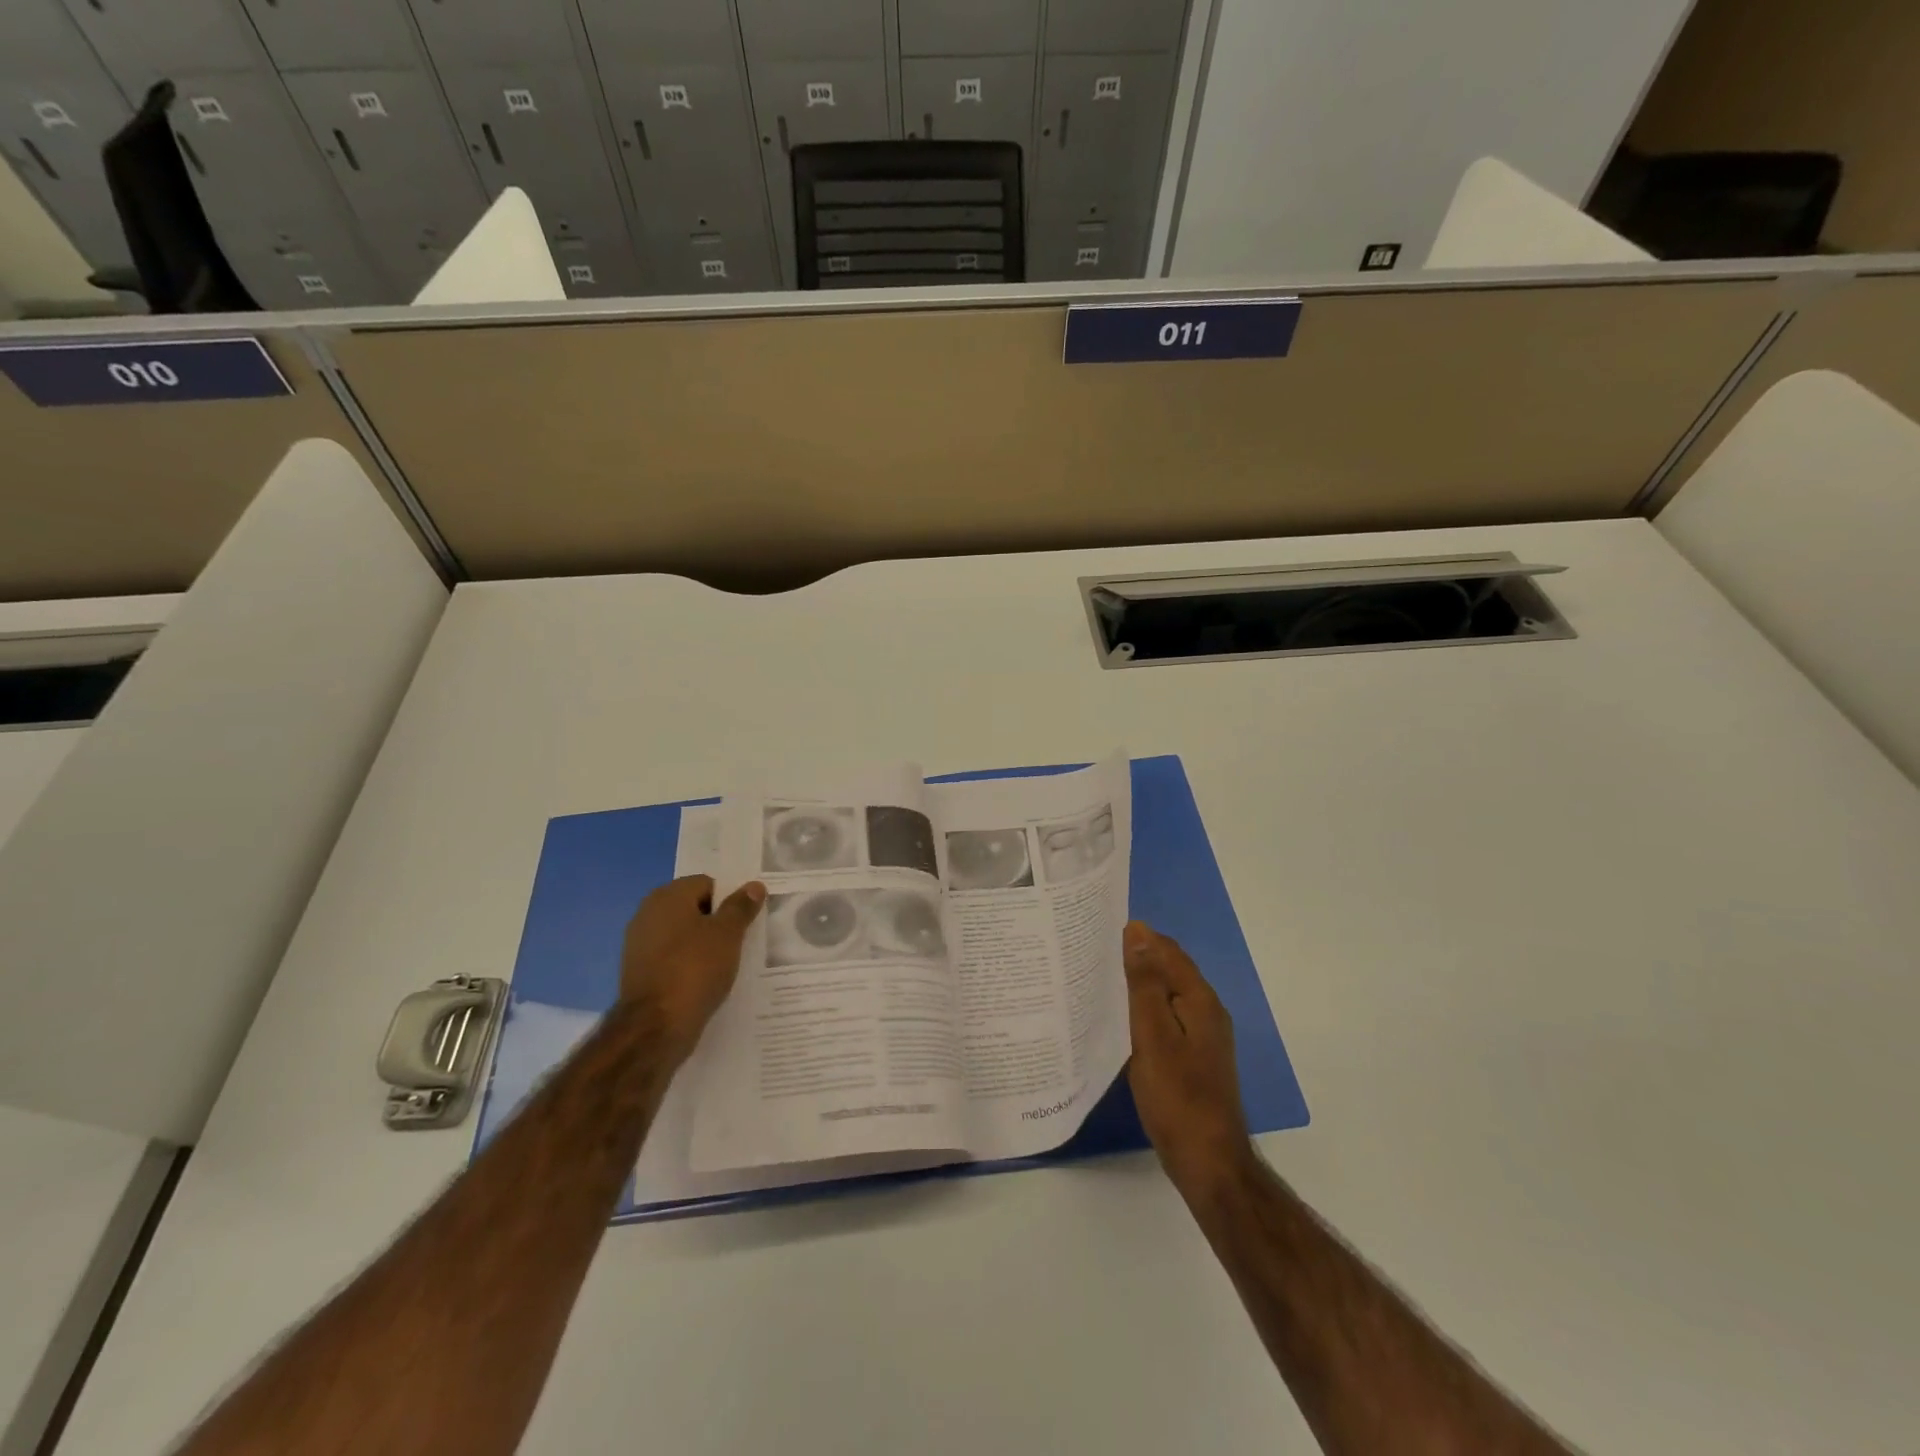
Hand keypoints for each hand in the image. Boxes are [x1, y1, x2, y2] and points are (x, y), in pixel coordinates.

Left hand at [620, 875, 765, 1061]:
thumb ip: (741, 907)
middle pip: (694, 908)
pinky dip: (689, 965)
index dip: (731, 899)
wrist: (654, 1028)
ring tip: (728, 963)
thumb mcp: (728, 934)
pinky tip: (707, 980)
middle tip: (743, 940)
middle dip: (718, 922)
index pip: (708, 884)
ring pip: (683, 935)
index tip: (748, 920)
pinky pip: (673, 958)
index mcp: (667, 896)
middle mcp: (648, 913)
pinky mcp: (639, 972)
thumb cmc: (695, 970)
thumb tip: (753, 885)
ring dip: (705, 945)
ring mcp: (640, 944)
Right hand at [1124, 921, 1254, 1199]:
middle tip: (1093, 954)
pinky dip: (1144, 1010)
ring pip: (1167, 996)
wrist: (1207, 1162)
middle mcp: (1206, 1012)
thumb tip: (1138, 932)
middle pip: (1170, 971)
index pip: (1168, 951)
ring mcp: (1203, 1038)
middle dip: (1137, 958)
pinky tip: (1120, 1021)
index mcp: (1199, 1000)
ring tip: (1099, 982)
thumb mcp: (1153, 1034)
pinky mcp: (1194, 1059)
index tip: (1099, 931)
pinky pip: (1166, 1019)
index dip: (1138, 938)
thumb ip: (1145, 983)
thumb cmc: (1177, 1096)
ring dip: (1139, 985)